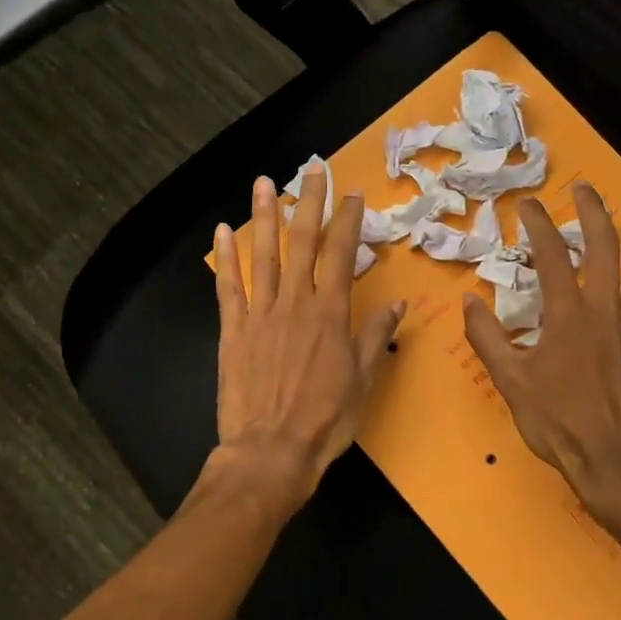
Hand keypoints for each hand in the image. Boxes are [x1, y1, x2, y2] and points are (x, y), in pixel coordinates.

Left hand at [212, 166, 404, 514]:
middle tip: (312, 168)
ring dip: (264, 216)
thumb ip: (376, 336)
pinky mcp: (232, 330)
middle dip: (309, 202)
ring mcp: (260, 314)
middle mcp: (295, 303)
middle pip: (302, 242)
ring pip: (263, 255)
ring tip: (265, 183)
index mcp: (330, 314)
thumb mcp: (363, 380)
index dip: (347, 220)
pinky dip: (225, 259)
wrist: (271, 451)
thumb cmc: (325, 420)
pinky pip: (228, 287)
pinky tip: (221, 231)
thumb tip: (398, 302)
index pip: (341, 254)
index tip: (352, 194)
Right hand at [462, 184, 620, 540]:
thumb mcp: (510, 383)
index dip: (539, 225)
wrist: (616, 462)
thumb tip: (469, 300)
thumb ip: (487, 339)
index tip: (528, 206)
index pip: (553, 256)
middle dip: (594, 212)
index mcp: (568, 317)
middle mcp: (607, 311)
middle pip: (606, 248)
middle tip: (586, 188)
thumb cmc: (559, 423)